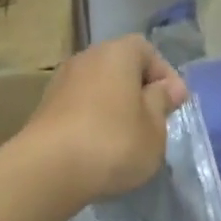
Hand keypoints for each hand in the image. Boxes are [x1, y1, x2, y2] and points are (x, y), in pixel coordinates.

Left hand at [21, 35, 188, 201]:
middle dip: (138, 91)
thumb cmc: (114, 143)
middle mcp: (86, 58)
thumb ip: (162, 103)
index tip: (175, 104)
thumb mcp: (154, 129)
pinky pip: (80, 108)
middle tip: (153, 121)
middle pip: (119, 67)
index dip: (165, 75)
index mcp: (117, 54)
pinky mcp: (45, 109)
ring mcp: (61, 83)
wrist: (50, 169)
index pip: (146, 51)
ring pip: (98, 88)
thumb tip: (168, 87)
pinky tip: (101, 148)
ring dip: (115, 107)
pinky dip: (94, 121)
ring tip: (127, 138)